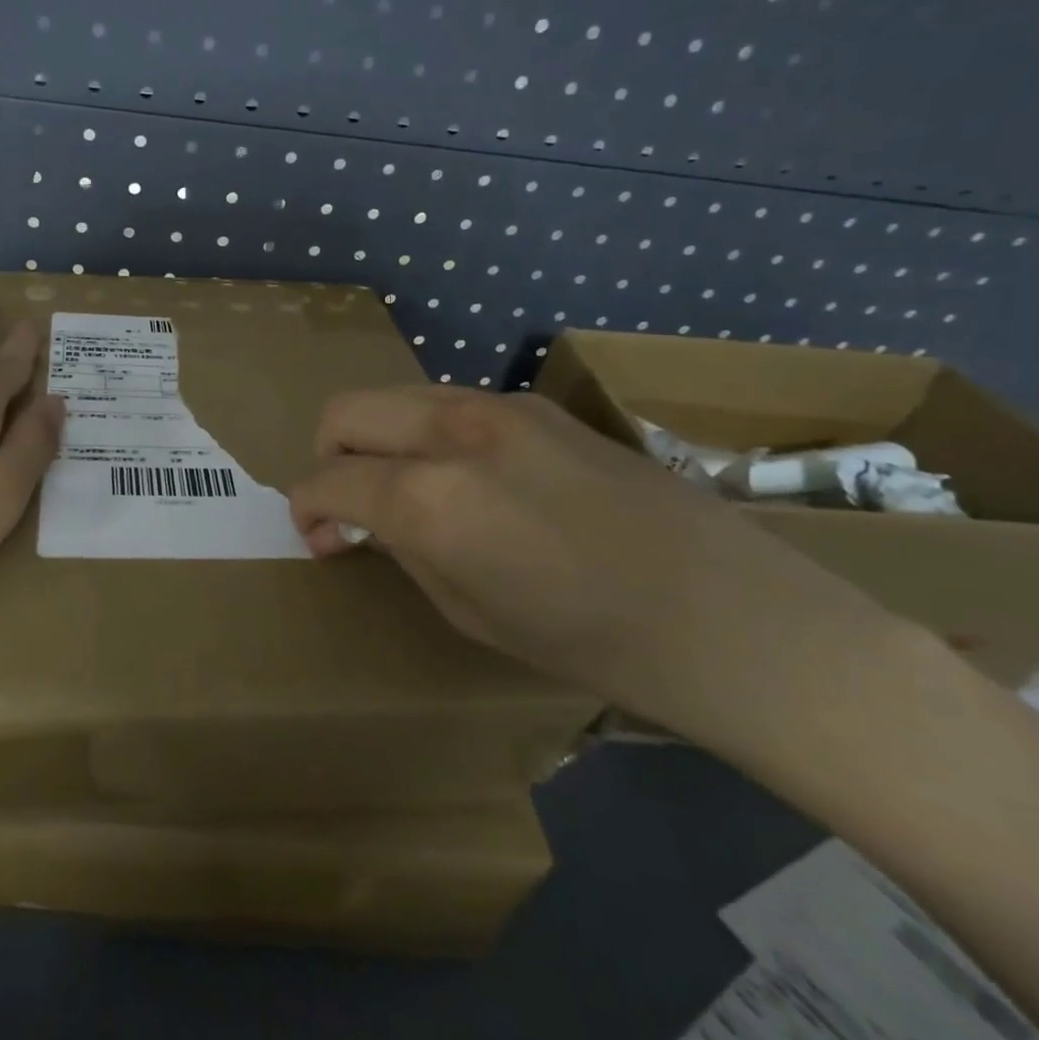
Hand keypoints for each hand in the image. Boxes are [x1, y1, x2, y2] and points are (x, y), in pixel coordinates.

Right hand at [287, 386, 896, 740]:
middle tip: (348, 504)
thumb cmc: (590, 642)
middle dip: (327, 454)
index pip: (328, 479)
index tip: (319, 536)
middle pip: (346, 410)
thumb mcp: (467, 612)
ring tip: (405, 488)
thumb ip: (403, 548)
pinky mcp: (539, 405)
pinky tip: (466, 478)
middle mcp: (453, 432)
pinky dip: (428, 433)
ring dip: (378, 438)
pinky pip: (450, 404)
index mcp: (429, 497)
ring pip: (396, 397)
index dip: (307, 508)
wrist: (731, 619)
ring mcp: (500, 407)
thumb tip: (366, 520)